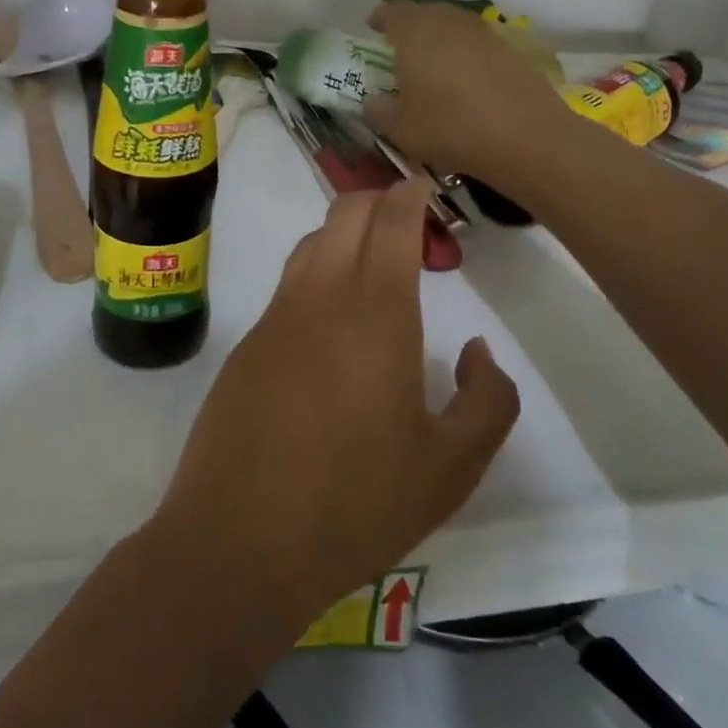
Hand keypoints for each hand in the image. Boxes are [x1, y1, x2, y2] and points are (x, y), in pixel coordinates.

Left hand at [153, 180, 519, 637]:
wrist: (240, 541)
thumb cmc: (357, 504)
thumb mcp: (452, 467)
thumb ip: (487, 399)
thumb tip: (476, 350)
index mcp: (376, 312)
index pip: (390, 220)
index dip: (410, 193)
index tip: (427, 187)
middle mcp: (320, 296)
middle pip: (344, 213)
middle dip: (378, 200)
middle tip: (411, 224)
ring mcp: (274, 317)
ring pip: (311, 242)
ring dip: (344, 233)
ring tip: (376, 263)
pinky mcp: (246, 345)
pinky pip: (288, 284)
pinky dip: (317, 271)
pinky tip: (332, 318)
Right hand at [363, 1, 572, 187]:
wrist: (526, 137)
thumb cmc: (450, 127)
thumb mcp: (399, 128)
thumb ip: (378, 110)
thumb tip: (374, 101)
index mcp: (416, 32)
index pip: (392, 11)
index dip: (380, 18)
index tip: (372, 27)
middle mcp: (449, 22)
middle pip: (425, 13)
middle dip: (409, 26)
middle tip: (399, 46)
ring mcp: (484, 33)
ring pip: (453, 26)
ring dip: (439, 38)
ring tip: (430, 61)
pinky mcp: (511, 50)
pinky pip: (476, 44)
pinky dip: (464, 54)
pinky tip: (463, 77)